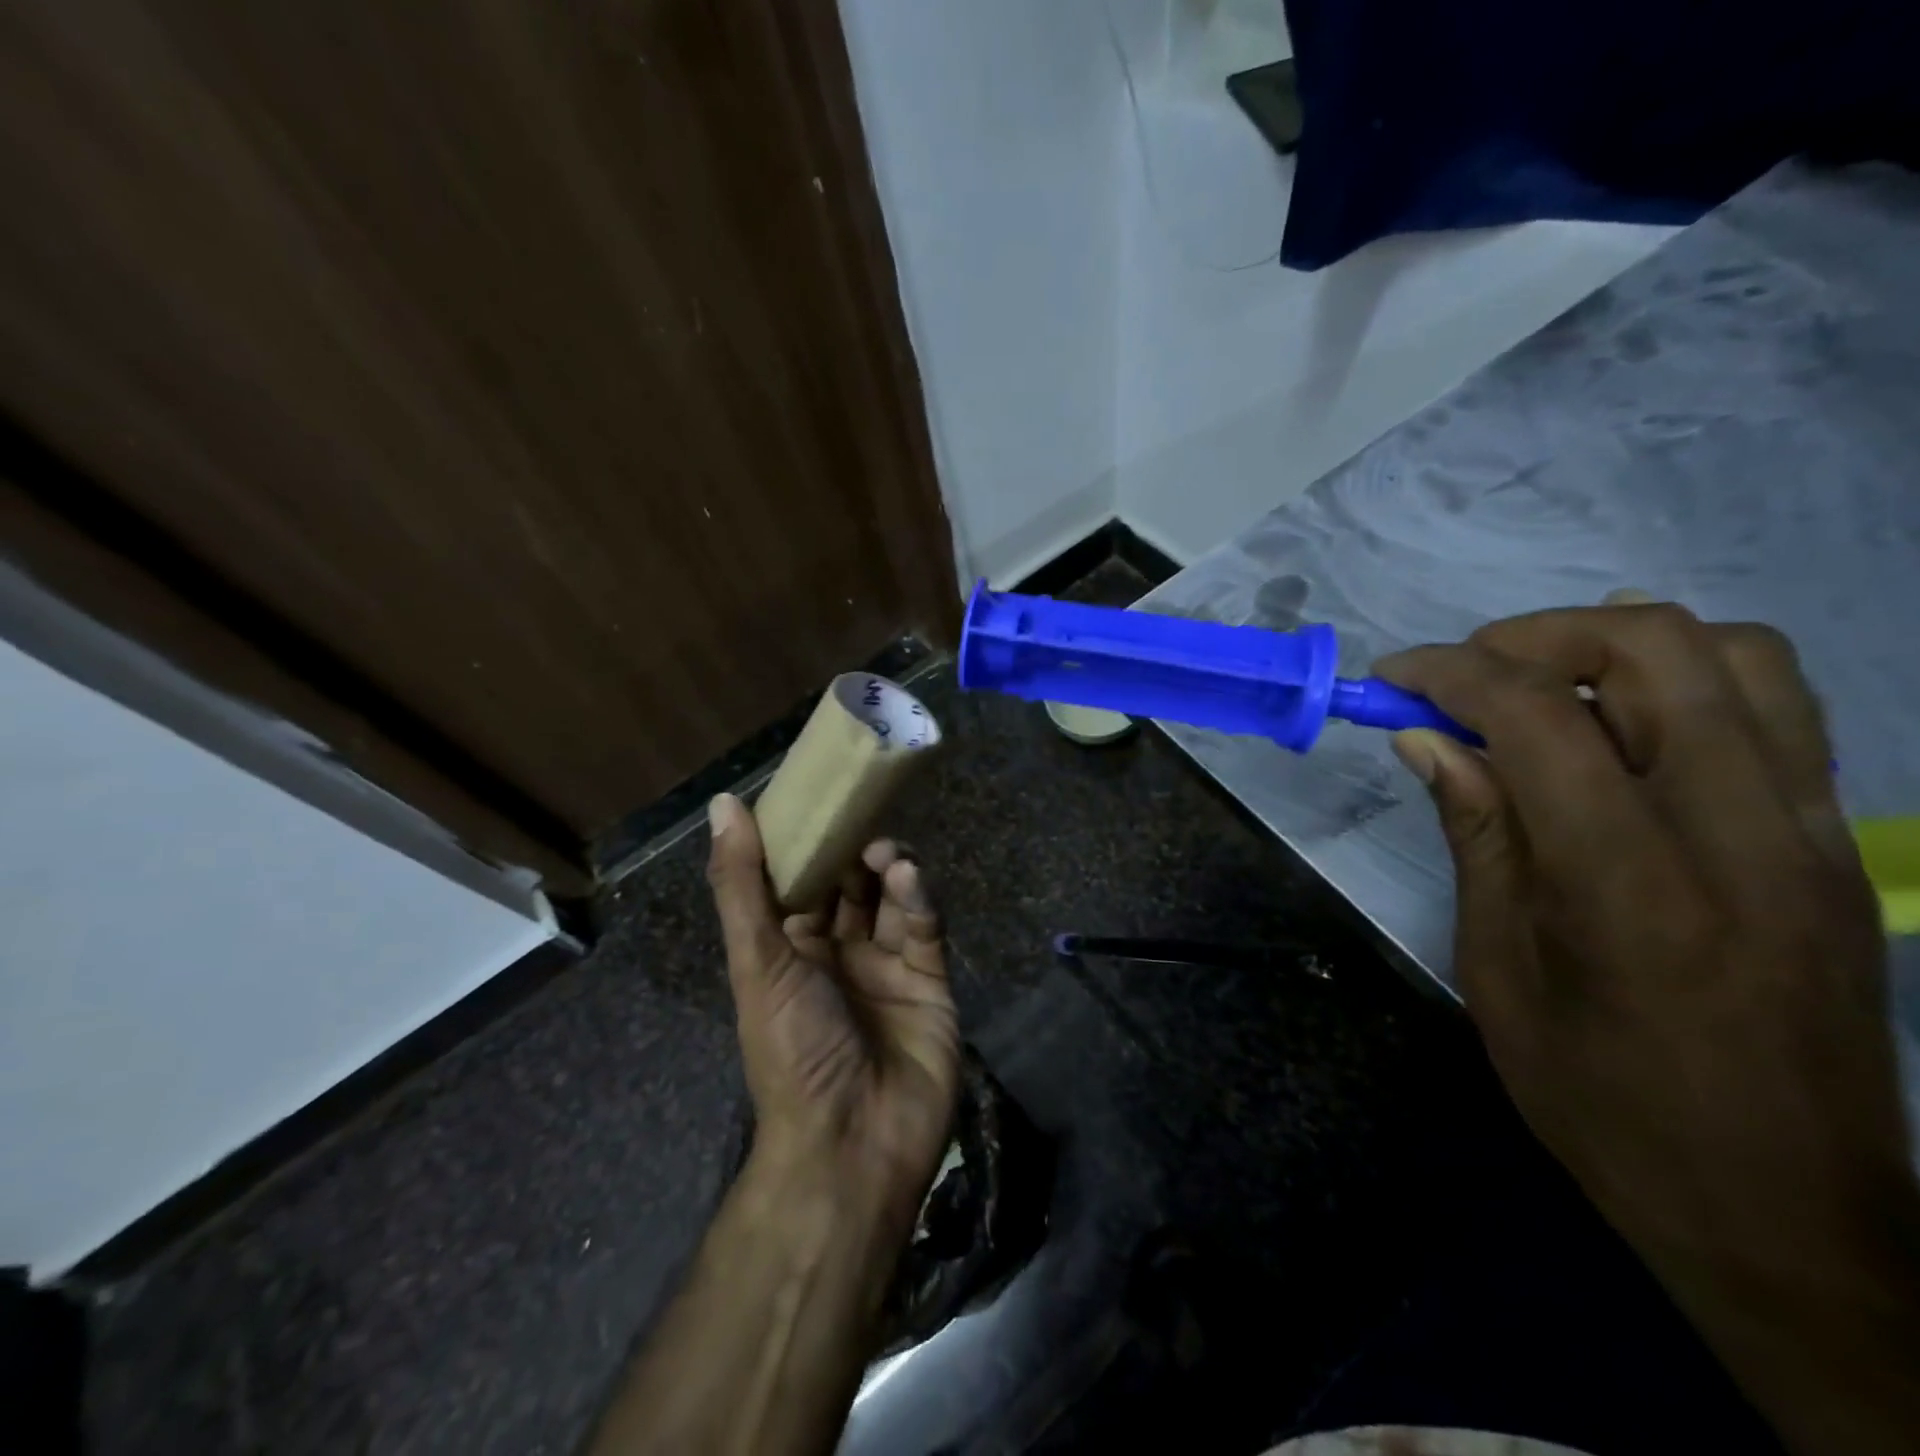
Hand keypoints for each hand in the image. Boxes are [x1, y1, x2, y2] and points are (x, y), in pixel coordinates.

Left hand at [706, 793, 959, 1236]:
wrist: (852, 1144)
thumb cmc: (792, 1048)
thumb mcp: (757, 961)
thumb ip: (742, 883)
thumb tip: (723, 803)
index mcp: (791, 950)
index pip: (799, 881)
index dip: (807, 840)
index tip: (818, 796)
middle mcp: (838, 953)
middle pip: (850, 884)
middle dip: (854, 849)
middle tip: (862, 816)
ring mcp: (886, 966)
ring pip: (891, 899)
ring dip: (888, 868)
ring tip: (885, 852)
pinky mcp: (930, 980)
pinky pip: (925, 926)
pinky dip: (918, 897)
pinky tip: (908, 876)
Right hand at [1377, 593, 1919, 1455]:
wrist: (1788, 1216)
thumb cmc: (1603, 1102)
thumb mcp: (1498, 972)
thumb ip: (1476, 836)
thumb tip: (1427, 741)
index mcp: (1629, 883)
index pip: (1540, 717)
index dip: (1453, 673)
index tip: (1394, 678)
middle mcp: (1740, 833)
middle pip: (1657, 648)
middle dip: (1536, 635)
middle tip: (1465, 676)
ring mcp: (1810, 833)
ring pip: (1737, 656)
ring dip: (1616, 645)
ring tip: (1541, 686)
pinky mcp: (1837, 845)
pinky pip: (1775, 709)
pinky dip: (1684, 680)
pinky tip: (1619, 720)